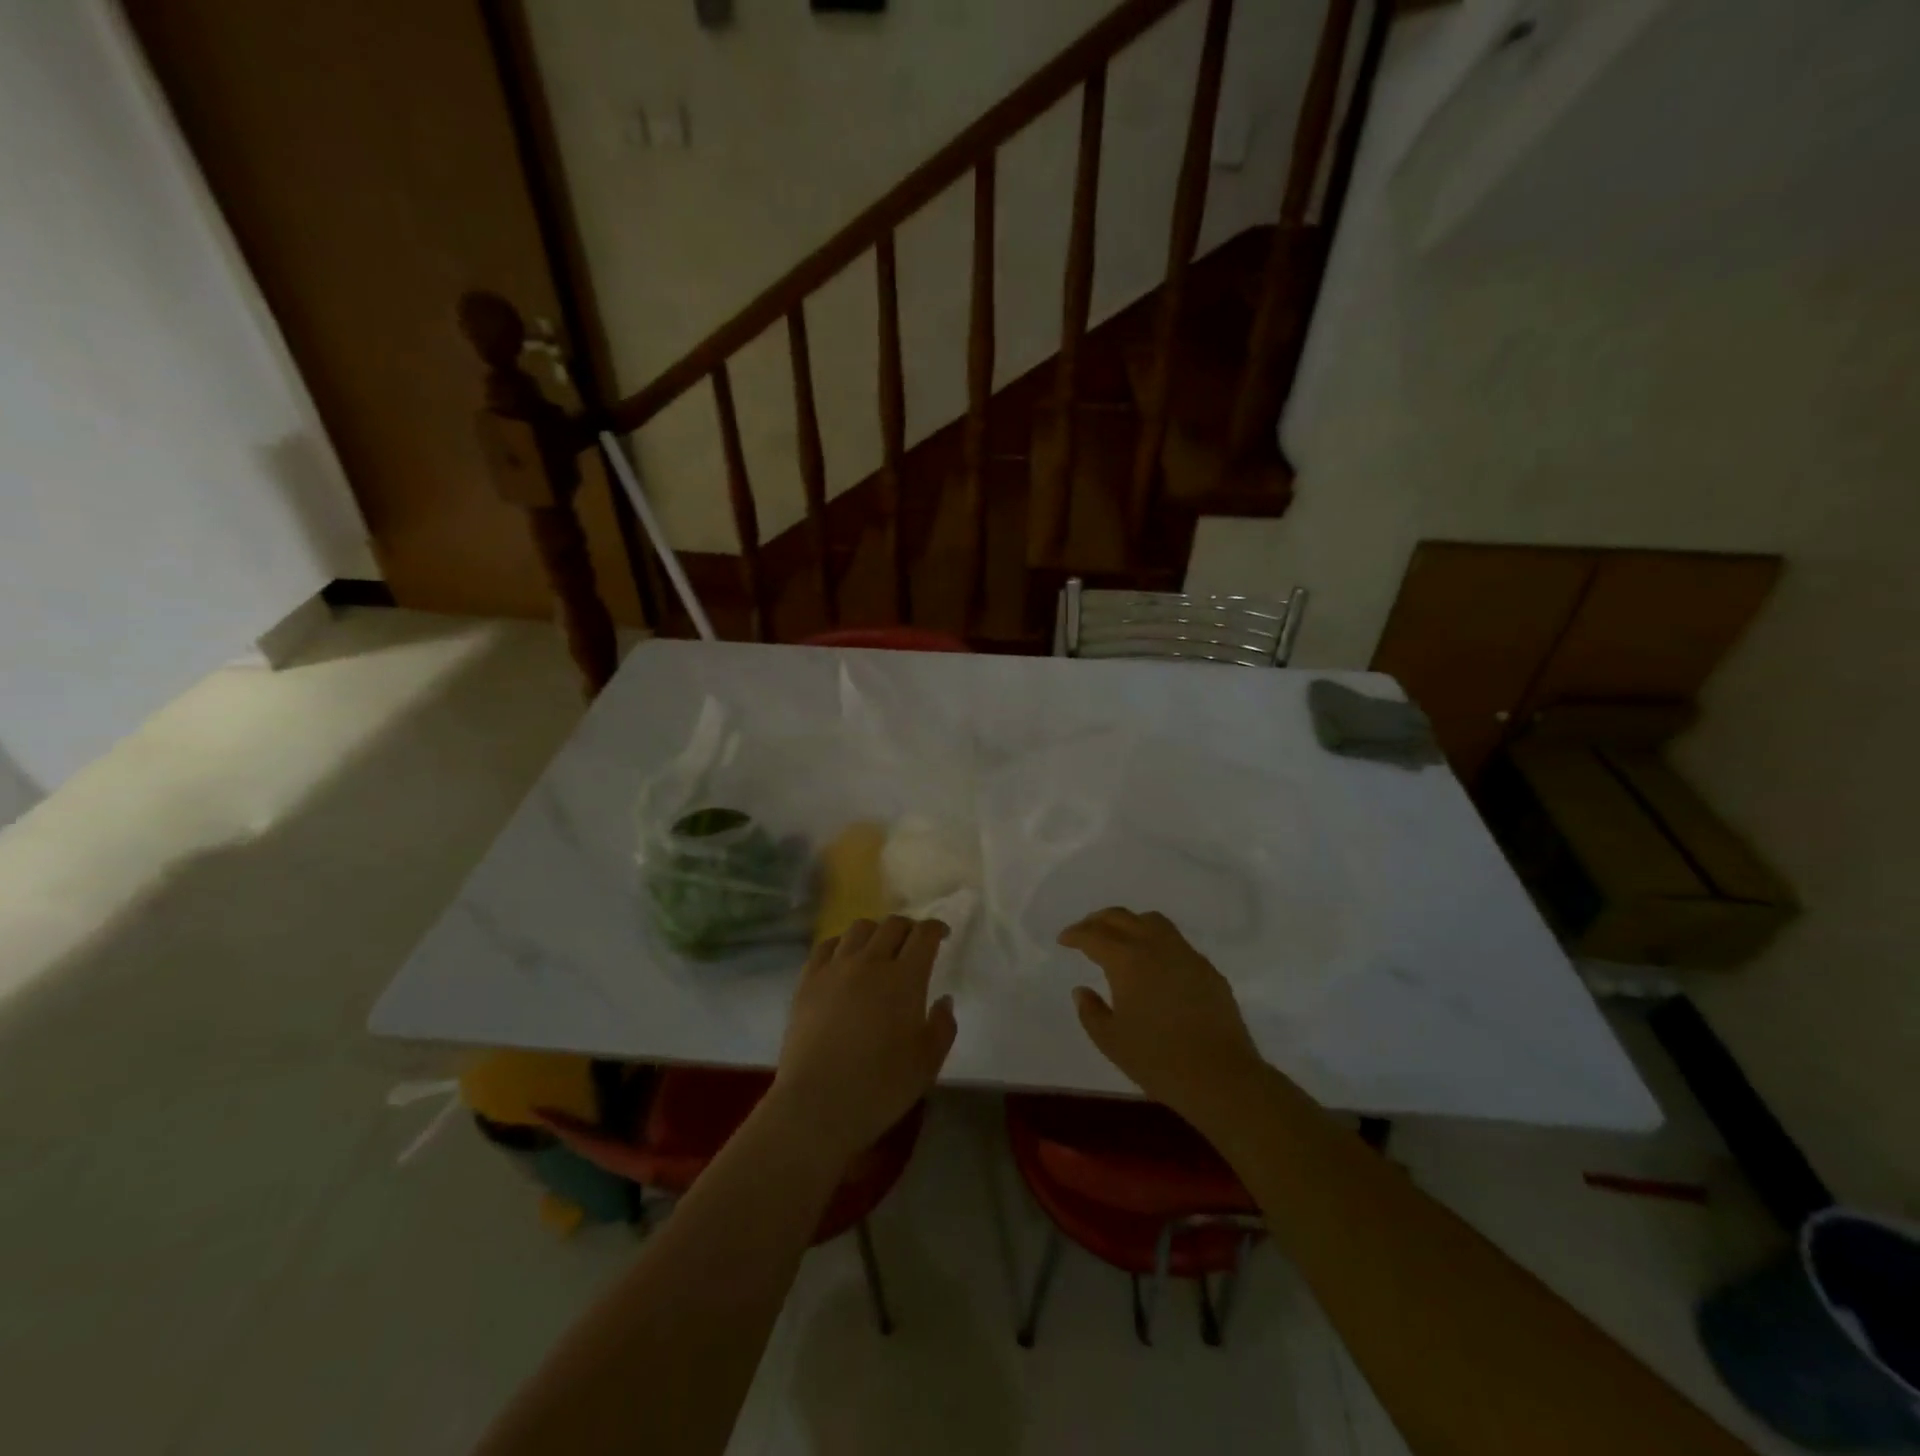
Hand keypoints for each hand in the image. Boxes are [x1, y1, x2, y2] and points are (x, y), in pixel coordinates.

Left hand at [768, 916, 956, 1164]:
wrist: (817, 1103)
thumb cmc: (881, 1087)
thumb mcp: (928, 1063)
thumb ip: (942, 1027)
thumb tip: (943, 1000)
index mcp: (905, 978)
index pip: (924, 935)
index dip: (936, 928)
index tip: (942, 935)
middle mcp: (871, 961)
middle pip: (892, 925)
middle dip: (909, 927)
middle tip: (914, 943)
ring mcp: (835, 968)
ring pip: (859, 929)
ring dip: (876, 931)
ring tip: (879, 947)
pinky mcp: (808, 981)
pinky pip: (826, 946)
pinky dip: (841, 943)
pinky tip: (844, 957)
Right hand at [1059, 908, 1266, 1131]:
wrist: (1221, 1077)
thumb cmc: (1158, 1060)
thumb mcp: (1111, 1041)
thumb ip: (1091, 1011)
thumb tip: (1082, 990)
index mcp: (1127, 960)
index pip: (1094, 935)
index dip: (1075, 934)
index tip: (1063, 940)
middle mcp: (1156, 946)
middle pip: (1122, 917)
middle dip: (1098, 920)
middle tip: (1085, 932)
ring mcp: (1186, 954)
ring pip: (1153, 921)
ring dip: (1130, 923)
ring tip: (1120, 939)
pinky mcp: (1207, 969)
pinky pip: (1176, 942)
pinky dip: (1156, 942)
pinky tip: (1154, 965)